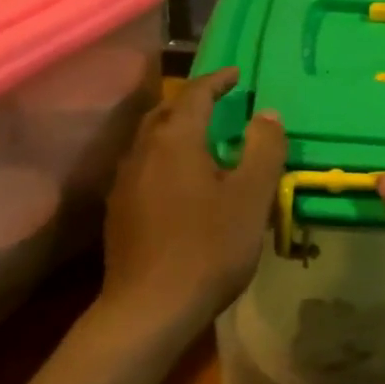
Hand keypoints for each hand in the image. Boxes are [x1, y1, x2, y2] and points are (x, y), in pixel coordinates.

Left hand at [100, 68, 286, 334]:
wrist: (149, 308)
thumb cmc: (208, 247)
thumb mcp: (251, 197)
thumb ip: (263, 149)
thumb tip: (267, 114)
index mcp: (175, 140)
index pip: (195, 94)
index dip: (217, 81)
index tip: (237, 75)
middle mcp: (143, 151)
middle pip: (166, 113)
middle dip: (192, 102)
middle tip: (218, 104)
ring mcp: (125, 182)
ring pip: (151, 141)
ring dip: (176, 131)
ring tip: (201, 141)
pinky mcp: (118, 212)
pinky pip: (144, 168)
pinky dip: (164, 160)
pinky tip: (178, 183)